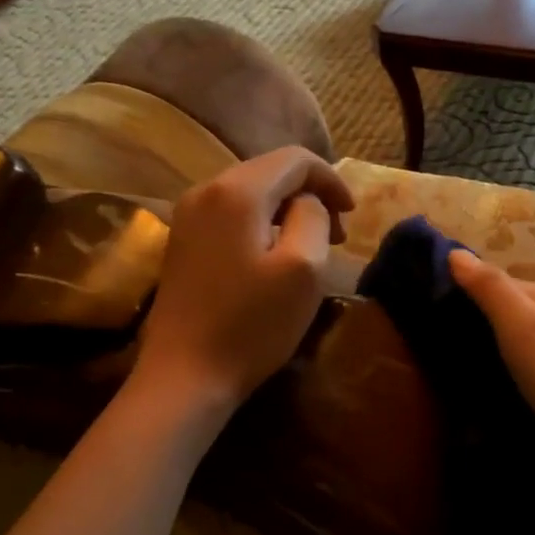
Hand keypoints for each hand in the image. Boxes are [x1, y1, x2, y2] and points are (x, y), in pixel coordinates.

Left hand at [133, 148, 354, 412]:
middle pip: (269, 171)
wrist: (185, 374)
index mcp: (237, 191)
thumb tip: (308, 203)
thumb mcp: (303, 269)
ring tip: (309, 247)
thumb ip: (313, 218)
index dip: (331, 180)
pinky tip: (272, 257)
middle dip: (309, 195)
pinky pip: (230, 215)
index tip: (352, 215)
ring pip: (250, 194)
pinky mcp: (182, 242)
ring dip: (286, 211)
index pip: (295, 159)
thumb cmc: (252, 325)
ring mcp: (187, 216)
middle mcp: (205, 190)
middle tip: (336, 236)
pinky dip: (261, 224)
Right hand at [447, 249, 534, 485]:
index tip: (422, 311)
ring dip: (483, 356)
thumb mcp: (521, 323)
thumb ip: (489, 287)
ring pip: (510, 347)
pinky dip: (499, 380)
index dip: (460, 293)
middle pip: (502, 315)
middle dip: (470, 327)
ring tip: (445, 372)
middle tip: (427, 345)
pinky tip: (480, 394)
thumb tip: (454, 251)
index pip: (493, 283)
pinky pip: (519, 375)